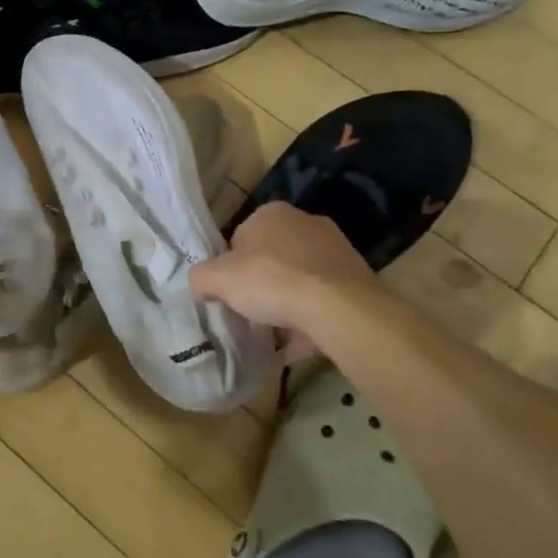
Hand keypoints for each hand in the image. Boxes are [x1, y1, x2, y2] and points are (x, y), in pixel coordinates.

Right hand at [190, 203, 377, 333]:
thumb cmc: (271, 281)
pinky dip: (311, 319)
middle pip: (272, 257)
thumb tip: (200, 283)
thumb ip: (201, 277)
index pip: (241, 237)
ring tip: (276, 332)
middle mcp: (306, 222)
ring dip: (288, 302)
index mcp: (272, 213)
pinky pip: (323, 301)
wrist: (339, 308)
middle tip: (251, 310)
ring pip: (300, 279)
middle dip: (262, 283)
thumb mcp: (218, 279)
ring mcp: (336, 250)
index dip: (231, 266)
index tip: (230, 291)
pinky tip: (299, 344)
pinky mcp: (356, 279)